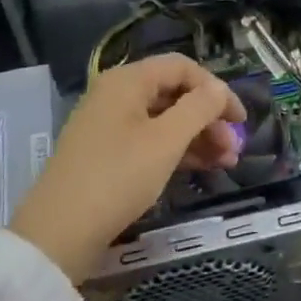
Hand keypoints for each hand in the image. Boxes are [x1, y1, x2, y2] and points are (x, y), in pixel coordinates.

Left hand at [10, 54, 245, 282]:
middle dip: (209, 118)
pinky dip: (176, 151)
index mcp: (127, 81)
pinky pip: (150, 140)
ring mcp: (109, 125)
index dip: (216, 89)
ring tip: (226, 164)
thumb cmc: (117, 177)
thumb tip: (219, 88)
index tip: (241, 119)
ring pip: (164, 120)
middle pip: (174, 94)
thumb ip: (199, 108)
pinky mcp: (107, 153)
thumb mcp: (165, 141)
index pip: (182, 67)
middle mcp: (116, 94)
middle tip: (234, 150)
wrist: (59, 232)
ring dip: (198, 137)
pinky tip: (200, 169)